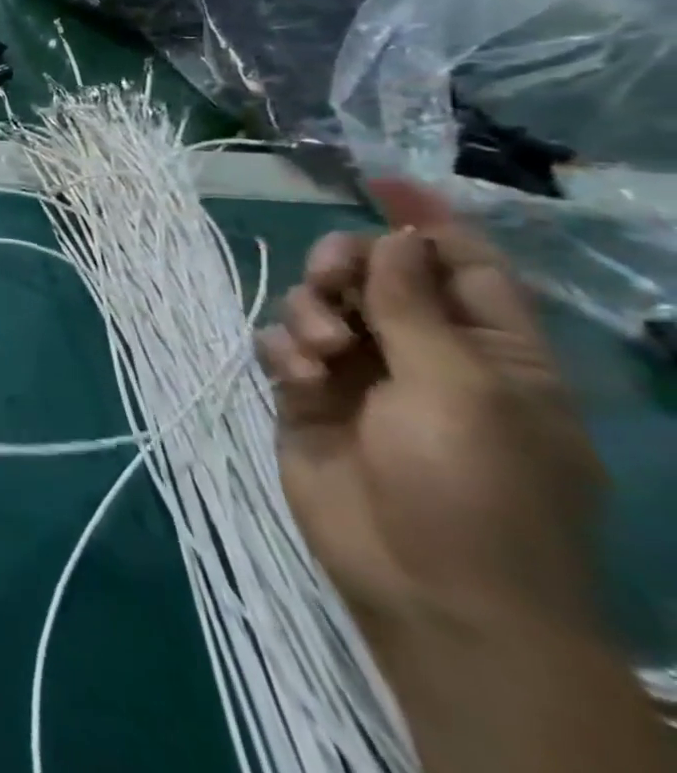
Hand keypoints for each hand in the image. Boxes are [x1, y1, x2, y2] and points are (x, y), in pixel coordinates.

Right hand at [260, 179, 604, 636]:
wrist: (429, 591)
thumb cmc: (475, 488)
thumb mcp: (460, 387)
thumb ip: (416, 305)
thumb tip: (398, 236)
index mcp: (490, 351)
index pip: (462, 265)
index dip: (426, 221)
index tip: (379, 181)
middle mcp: (423, 354)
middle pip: (374, 274)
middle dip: (344, 265)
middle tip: (333, 282)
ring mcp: (361, 377)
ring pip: (319, 304)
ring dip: (311, 311)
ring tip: (320, 350)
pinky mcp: (307, 397)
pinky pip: (283, 344)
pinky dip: (285, 348)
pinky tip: (299, 377)